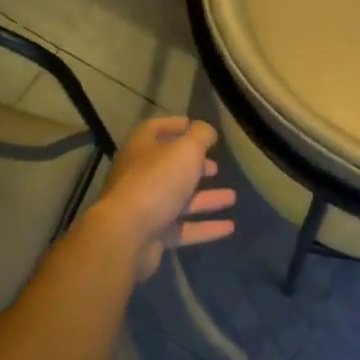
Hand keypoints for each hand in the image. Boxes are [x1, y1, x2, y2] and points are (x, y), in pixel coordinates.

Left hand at [95, 116, 237, 280]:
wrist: (127, 234)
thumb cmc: (157, 181)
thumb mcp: (185, 150)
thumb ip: (200, 136)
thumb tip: (206, 130)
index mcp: (141, 149)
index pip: (154, 129)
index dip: (175, 125)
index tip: (198, 128)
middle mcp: (139, 176)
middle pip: (168, 167)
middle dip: (194, 167)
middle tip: (216, 168)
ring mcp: (144, 207)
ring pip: (179, 199)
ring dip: (206, 198)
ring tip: (232, 198)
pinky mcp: (152, 234)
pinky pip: (182, 228)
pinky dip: (205, 227)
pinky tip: (229, 227)